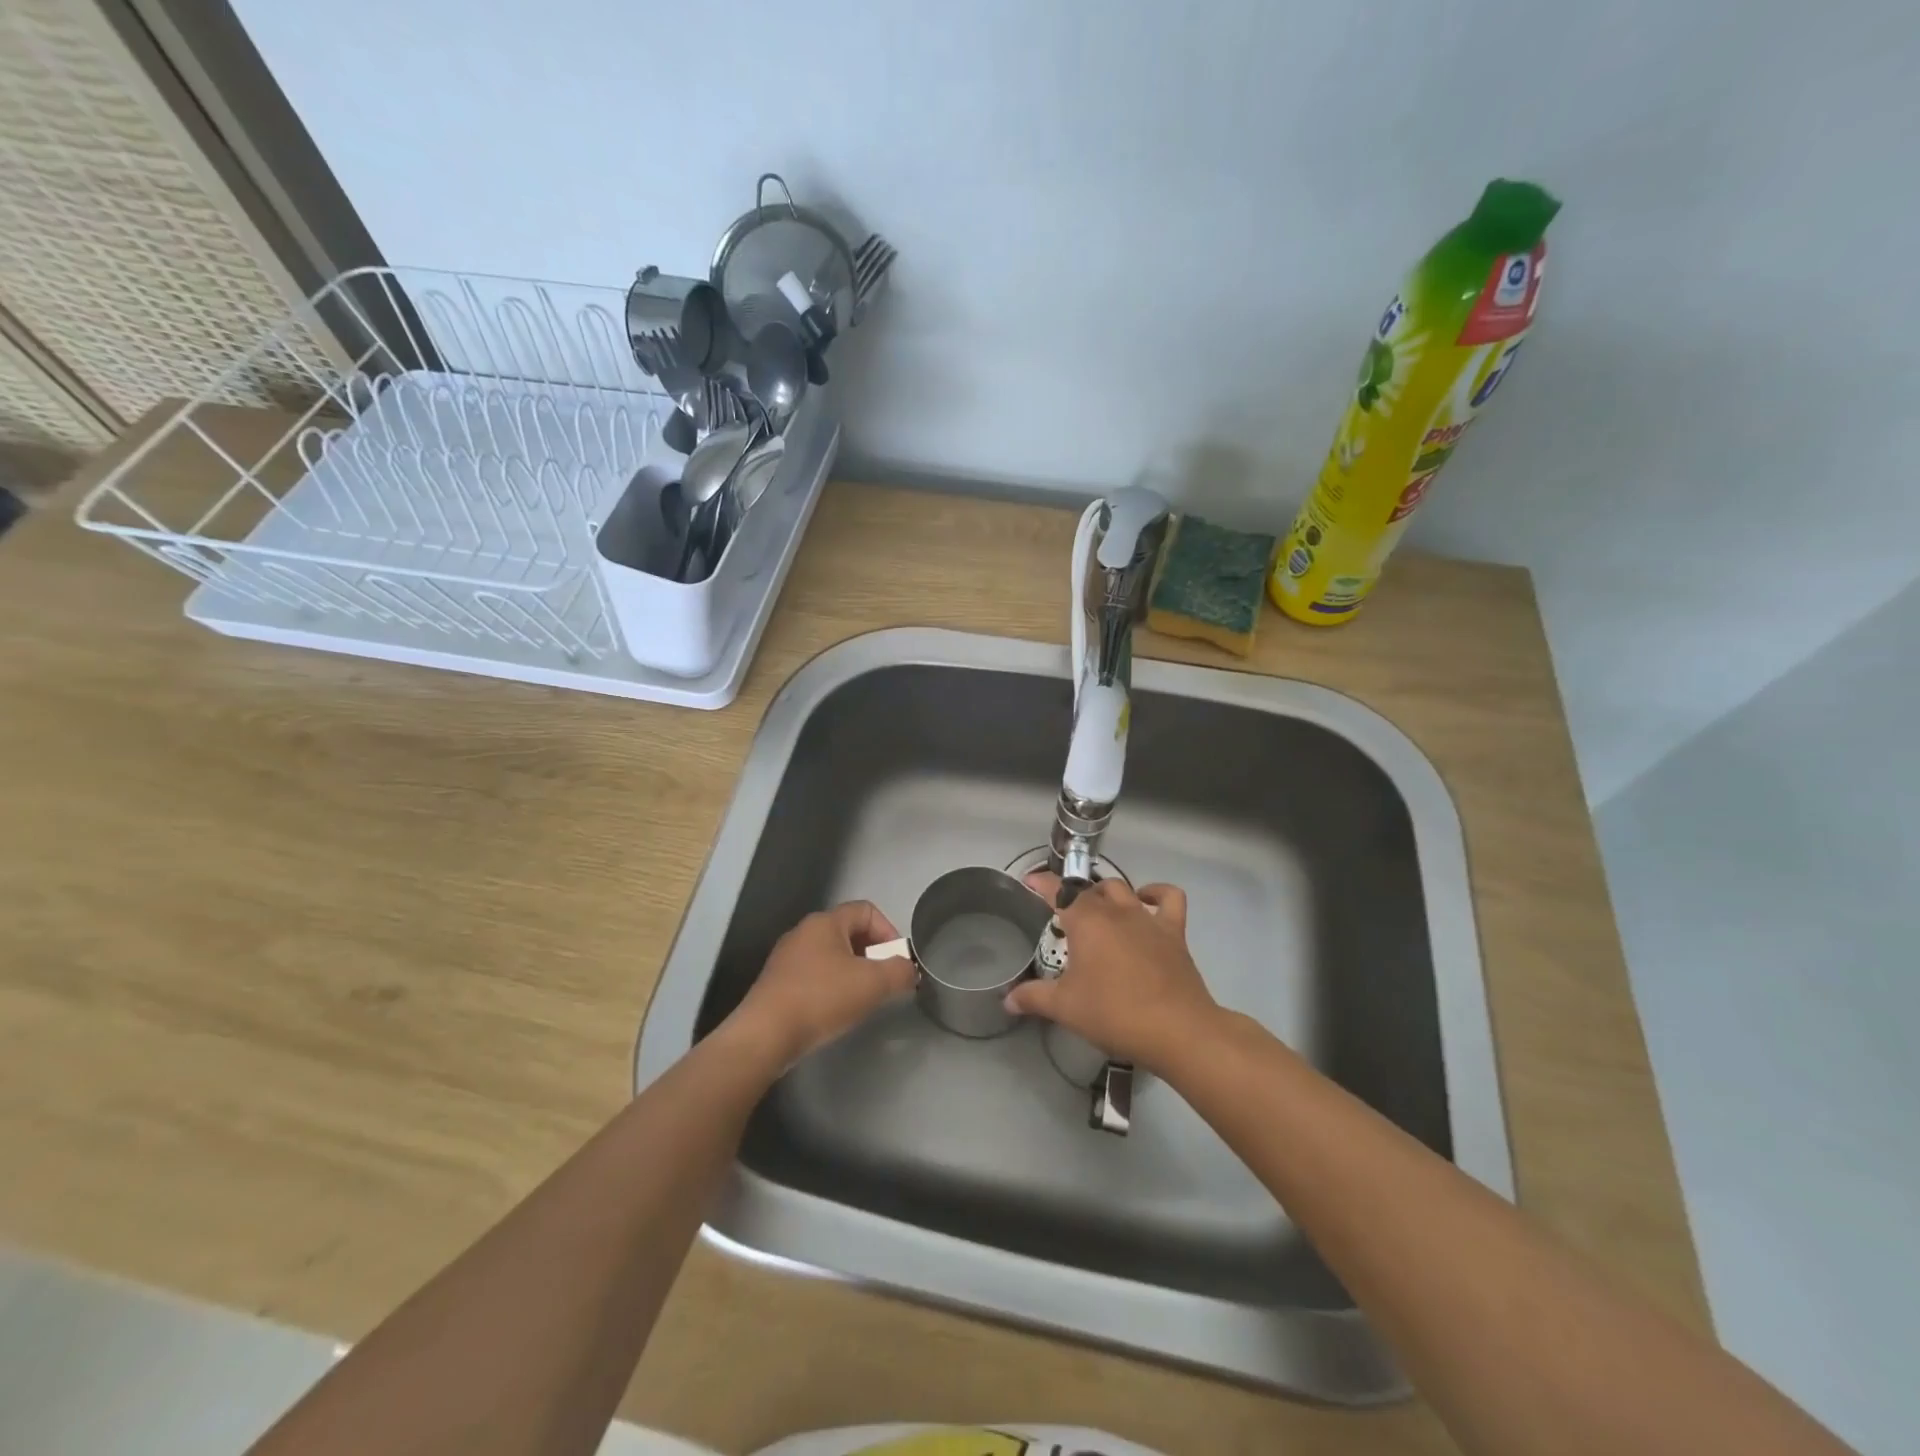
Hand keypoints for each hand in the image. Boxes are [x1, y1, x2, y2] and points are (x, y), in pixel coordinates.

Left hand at [726, 901, 916, 1067]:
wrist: (765, 1035)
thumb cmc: (821, 998)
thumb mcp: (873, 984)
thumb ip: (900, 972)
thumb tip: (908, 969)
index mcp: (825, 922)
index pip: (866, 910)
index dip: (888, 931)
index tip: (896, 961)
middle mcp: (803, 932)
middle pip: (849, 932)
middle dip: (871, 954)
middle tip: (881, 982)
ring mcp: (786, 957)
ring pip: (831, 955)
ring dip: (852, 972)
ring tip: (860, 1000)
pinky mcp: (777, 983)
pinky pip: (813, 975)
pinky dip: (830, 986)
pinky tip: (833, 1011)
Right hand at [1005, 873, 1220, 1070]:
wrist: (1177, 1030)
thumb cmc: (1114, 1013)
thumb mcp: (1065, 1008)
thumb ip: (1034, 998)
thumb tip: (1007, 1000)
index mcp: (1086, 921)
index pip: (1057, 891)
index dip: (1041, 883)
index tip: (1029, 881)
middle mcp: (1115, 910)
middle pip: (1090, 891)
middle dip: (1073, 896)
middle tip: (1062, 916)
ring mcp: (1147, 918)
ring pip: (1122, 889)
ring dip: (1106, 894)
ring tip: (1098, 910)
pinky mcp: (1174, 932)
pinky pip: (1168, 898)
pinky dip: (1156, 893)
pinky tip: (1146, 901)